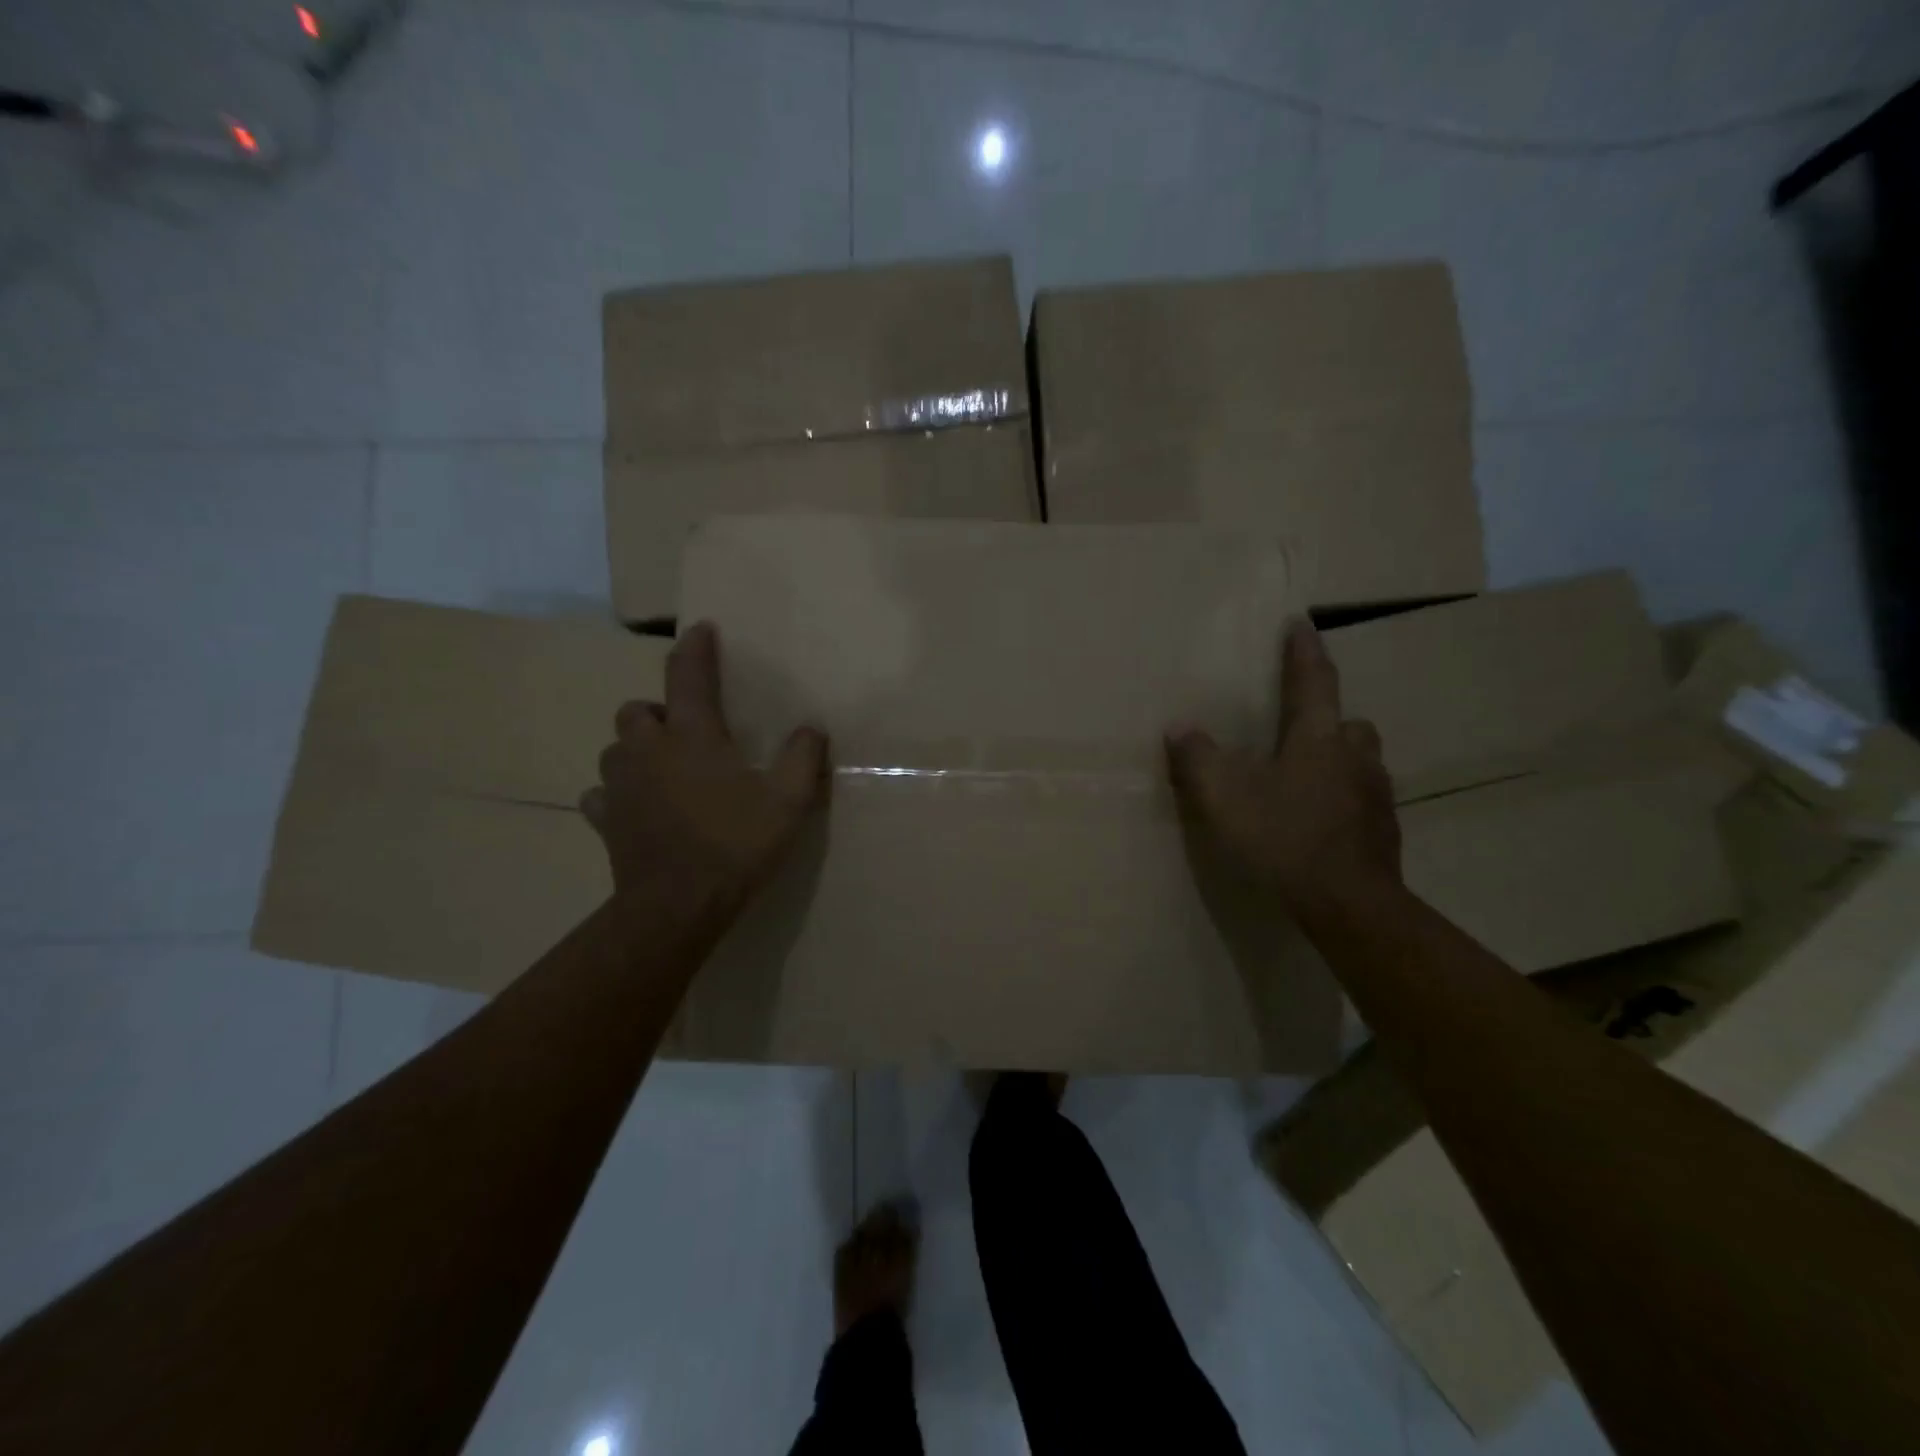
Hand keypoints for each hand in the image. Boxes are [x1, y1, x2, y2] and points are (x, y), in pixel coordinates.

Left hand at [581, 622, 829, 911]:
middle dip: (659, 710)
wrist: (677, 906)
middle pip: (637, 710)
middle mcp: (648, 750)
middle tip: (686, 730)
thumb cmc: (735, 845)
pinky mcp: (605, 821)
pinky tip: (636, 806)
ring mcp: (620, 786)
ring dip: (637, 749)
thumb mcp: (788, 801)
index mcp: (692, 736)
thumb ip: (804, 758)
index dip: (695, 648)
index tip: (702, 629)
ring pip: (615, 749)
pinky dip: (616, 793)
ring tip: (662, 767)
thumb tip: (812, 728)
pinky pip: (600, 795)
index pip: (688, 675)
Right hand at [1165, 618, 1400, 919]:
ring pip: (1359, 760)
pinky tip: (1321, 821)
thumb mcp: (1224, 797)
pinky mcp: (1383, 830)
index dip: (1303, 650)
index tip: (1300, 622)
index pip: (1313, 680)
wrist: (1348, 903)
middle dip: (1326, 716)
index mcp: (1317, 738)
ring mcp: (1375, 794)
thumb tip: (1179, 728)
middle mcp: (1354, 756)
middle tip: (1300, 726)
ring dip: (1337, 758)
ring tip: (1308, 777)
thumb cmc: (1283, 838)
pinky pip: (1362, 798)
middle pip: (1346, 721)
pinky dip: (1343, 797)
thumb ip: (1198, 759)